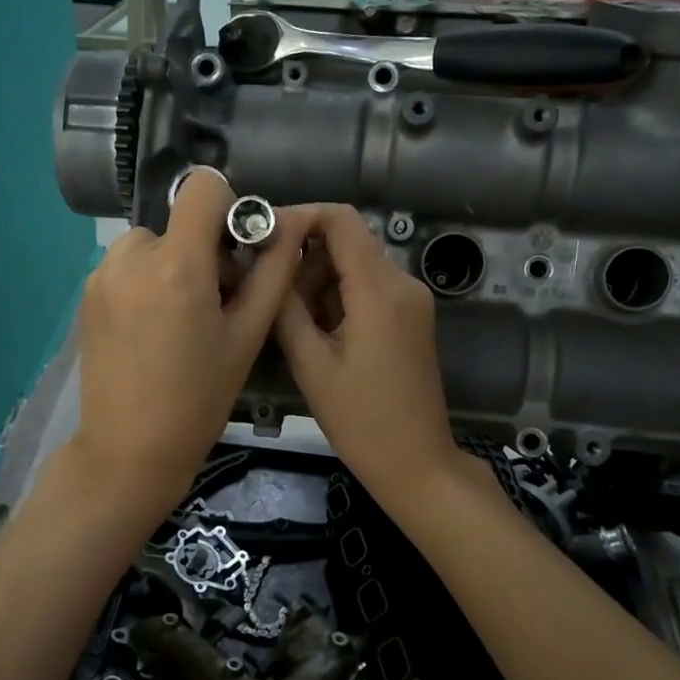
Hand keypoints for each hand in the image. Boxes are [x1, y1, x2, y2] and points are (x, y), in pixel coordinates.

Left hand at [71, 170, 313, 524]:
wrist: (129, 450)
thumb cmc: (199, 400)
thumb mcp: (247, 338)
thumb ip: (272, 273)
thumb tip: (290, 225)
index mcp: (177, 266)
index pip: (203, 186)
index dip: (229, 207)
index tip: (237, 251)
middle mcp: (131, 258)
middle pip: (180, 222)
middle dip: (204, 250)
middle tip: (217, 304)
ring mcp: (102, 276)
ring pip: (151, 244)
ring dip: (173, 265)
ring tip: (182, 319)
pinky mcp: (87, 295)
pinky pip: (127, 266)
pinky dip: (146, 281)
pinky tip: (153, 330)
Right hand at [273, 205, 468, 510]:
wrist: (415, 462)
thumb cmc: (360, 419)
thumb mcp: (311, 364)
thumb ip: (287, 307)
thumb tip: (269, 265)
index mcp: (380, 290)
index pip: (341, 219)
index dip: (300, 216)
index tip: (263, 237)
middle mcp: (403, 283)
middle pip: (348, 242)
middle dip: (304, 258)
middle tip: (269, 293)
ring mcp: (412, 302)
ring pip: (356, 266)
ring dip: (319, 282)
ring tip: (290, 322)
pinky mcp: (411, 319)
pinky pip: (369, 289)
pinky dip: (339, 299)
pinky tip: (317, 333)